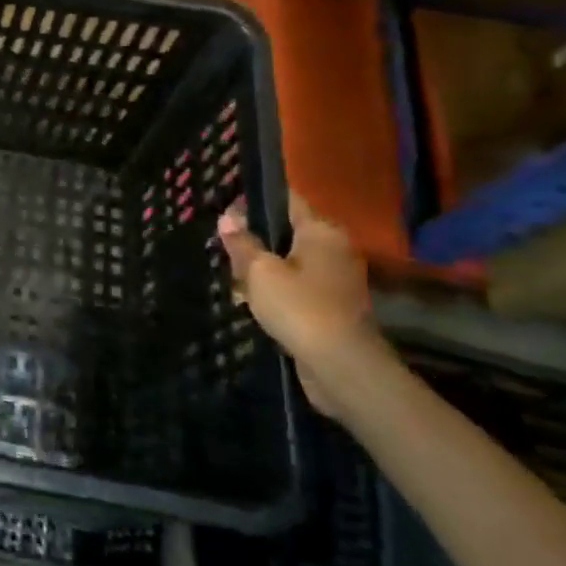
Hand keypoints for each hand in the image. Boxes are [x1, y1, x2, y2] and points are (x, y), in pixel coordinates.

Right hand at [217, 193, 392, 420]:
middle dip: (256, 238)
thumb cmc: (299, 307)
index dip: (255, 200)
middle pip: (288, 232)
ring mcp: (338, 279)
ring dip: (264, 268)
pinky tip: (253, 301)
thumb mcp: (259, 271)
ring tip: (233, 277)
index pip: (287, 199)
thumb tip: (228, 218)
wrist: (341, 366)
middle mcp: (335, 248)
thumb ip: (242, 243)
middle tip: (224, 248)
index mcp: (321, 230)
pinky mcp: (334, 306)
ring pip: (291, 261)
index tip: (226, 209)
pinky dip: (278, 290)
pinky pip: (299, 286)